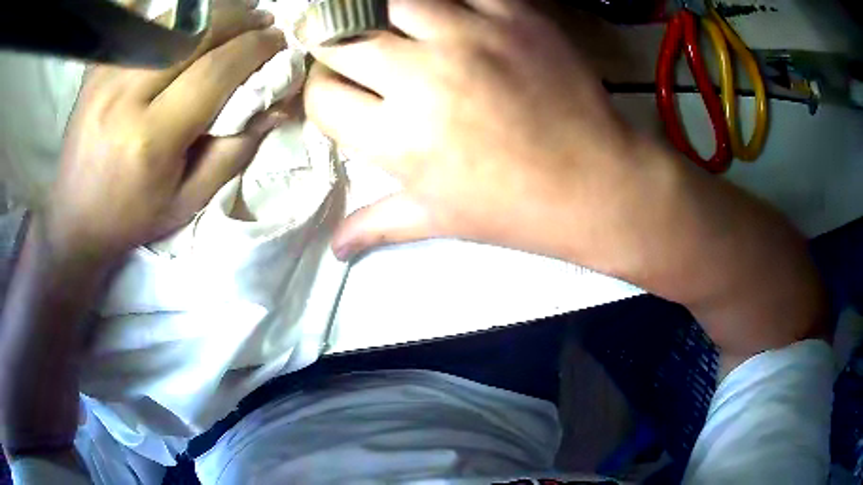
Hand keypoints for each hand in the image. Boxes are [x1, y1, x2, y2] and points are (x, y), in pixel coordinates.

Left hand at [46, 0, 288, 263]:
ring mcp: (105, 77)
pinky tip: (186, 16)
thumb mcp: (188, 200)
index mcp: (150, 140)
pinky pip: (137, 21)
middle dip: (238, 19)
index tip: (278, 41)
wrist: (75, 218)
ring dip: (209, 14)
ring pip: (171, 21)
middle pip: (194, 33)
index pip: (215, 71)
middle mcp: (124, 98)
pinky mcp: (96, 70)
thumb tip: (275, 105)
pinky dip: (169, 11)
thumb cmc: (132, 216)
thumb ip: (234, 152)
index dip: (254, 48)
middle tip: (261, 22)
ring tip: (230, 20)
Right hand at [305, 0, 645, 261]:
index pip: (321, 96)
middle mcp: (421, 77)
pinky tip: (452, 19)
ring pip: (393, 1)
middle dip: (340, 52)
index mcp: (397, 137)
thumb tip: (335, 249)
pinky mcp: (514, 15)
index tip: (341, 96)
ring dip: (387, 17)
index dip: (322, 95)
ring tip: (403, 33)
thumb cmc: (516, 209)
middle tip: (364, 60)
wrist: (597, 184)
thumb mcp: (439, 220)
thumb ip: (376, 224)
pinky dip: (446, 1)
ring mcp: (471, 36)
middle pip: (343, 41)